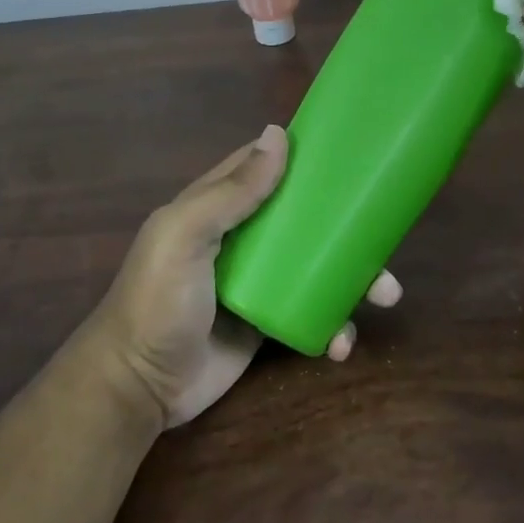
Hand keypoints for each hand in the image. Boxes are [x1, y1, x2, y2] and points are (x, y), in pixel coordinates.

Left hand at [89, 125, 400, 428]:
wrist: (138, 389)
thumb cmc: (157, 302)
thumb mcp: (184, 237)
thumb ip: (230, 191)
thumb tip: (278, 133)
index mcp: (218, 206)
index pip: (266, 167)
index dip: (306, 158)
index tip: (354, 154)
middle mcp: (243, 238)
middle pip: (306, 219)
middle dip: (348, 228)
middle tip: (385, 245)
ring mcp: (259, 282)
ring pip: (318, 266)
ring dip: (355, 279)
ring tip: (385, 296)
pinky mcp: (269, 323)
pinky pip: (312, 313)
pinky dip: (333, 326)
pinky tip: (341, 345)